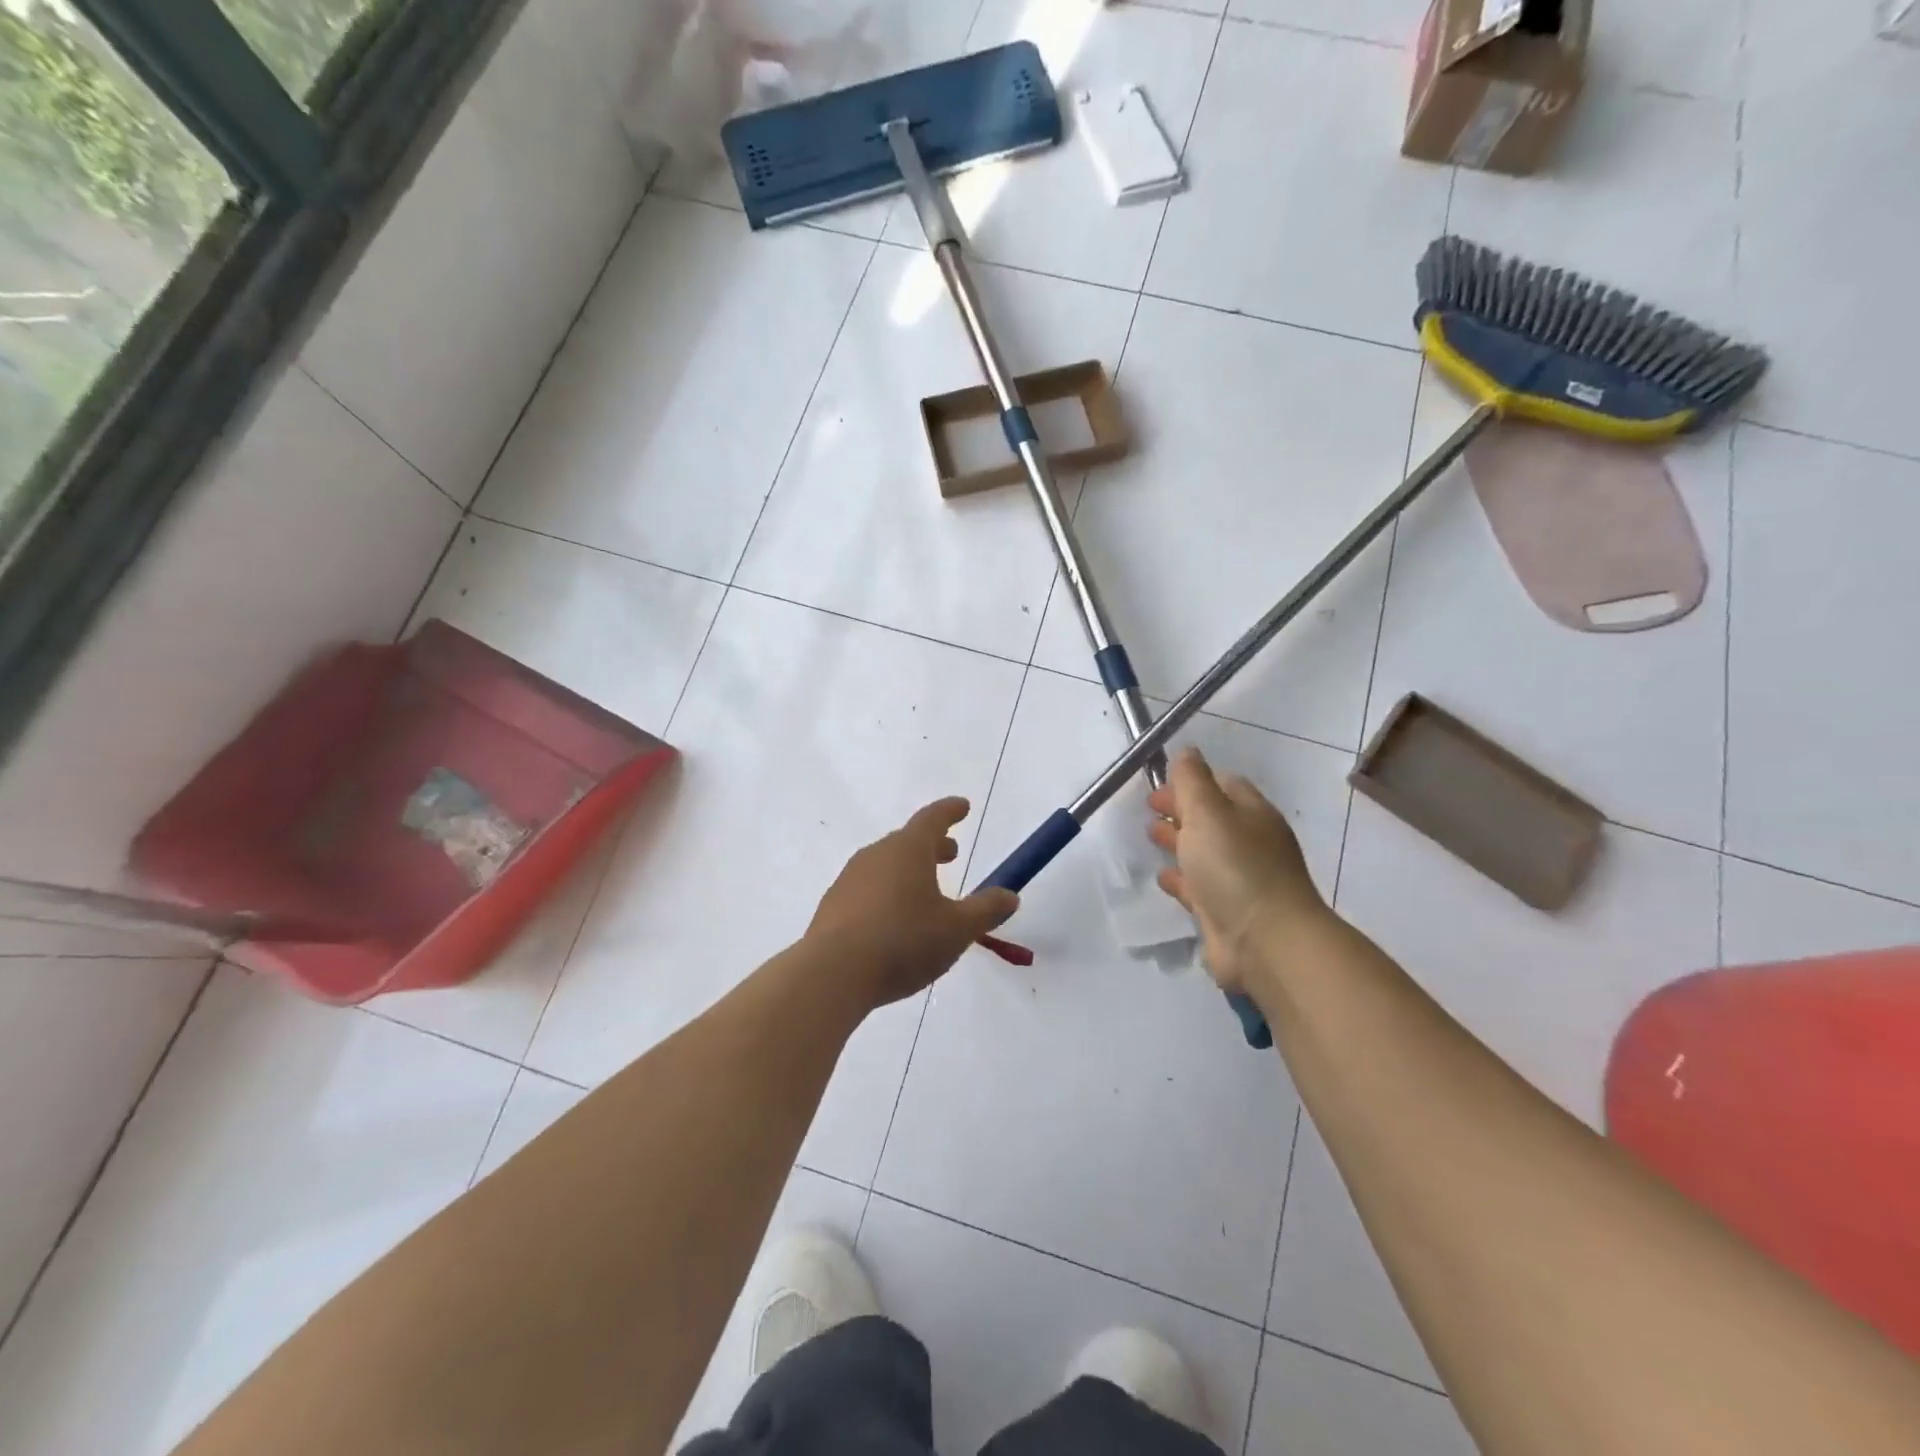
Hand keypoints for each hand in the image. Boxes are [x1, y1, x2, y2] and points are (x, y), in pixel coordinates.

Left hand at [807, 798, 1019, 1013]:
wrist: (833, 973)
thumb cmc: (904, 942)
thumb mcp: (957, 929)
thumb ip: (986, 910)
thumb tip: (1010, 895)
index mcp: (907, 850)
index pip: (933, 819)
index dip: (950, 811)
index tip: (963, 806)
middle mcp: (876, 856)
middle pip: (907, 841)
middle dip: (932, 845)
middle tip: (950, 853)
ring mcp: (849, 880)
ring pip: (886, 865)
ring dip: (908, 870)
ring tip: (925, 890)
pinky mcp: (833, 907)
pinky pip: (867, 889)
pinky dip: (887, 893)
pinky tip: (893, 920)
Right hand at [1148, 748, 1326, 992]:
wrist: (1265, 943)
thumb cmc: (1235, 868)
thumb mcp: (1209, 812)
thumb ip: (1192, 781)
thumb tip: (1187, 751)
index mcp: (1252, 814)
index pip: (1223, 784)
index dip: (1191, 780)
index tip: (1159, 782)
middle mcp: (1249, 843)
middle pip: (1212, 818)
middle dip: (1181, 809)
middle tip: (1149, 808)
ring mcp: (1240, 880)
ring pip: (1203, 852)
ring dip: (1178, 841)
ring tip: (1150, 835)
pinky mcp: (1226, 912)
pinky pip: (1198, 887)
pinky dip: (1180, 878)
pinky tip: (1163, 876)